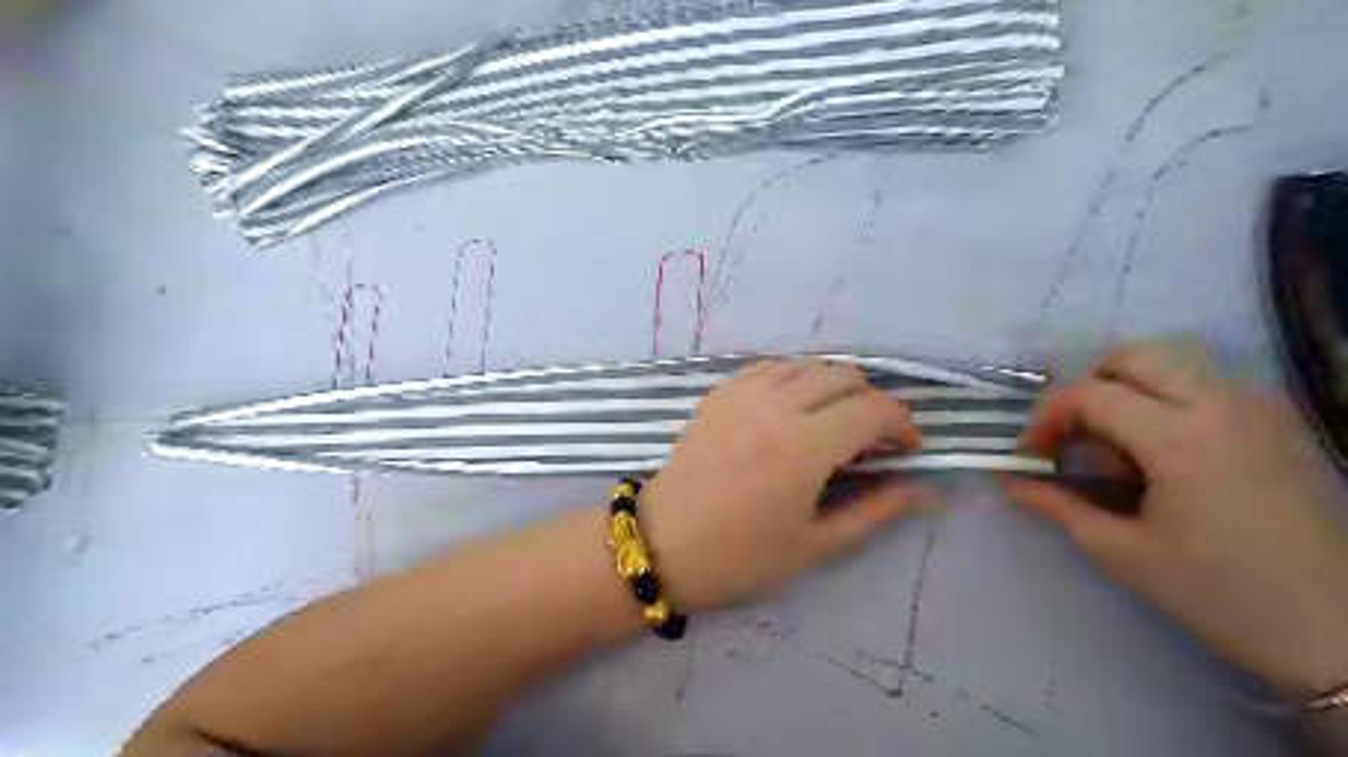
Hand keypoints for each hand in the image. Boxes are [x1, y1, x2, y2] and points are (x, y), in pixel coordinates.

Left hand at [639, 358, 928, 610]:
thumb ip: (875, 511)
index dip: (902, 424)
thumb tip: (925, 491)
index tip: (907, 449)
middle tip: (871, 439)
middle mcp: (776, 406)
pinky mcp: (719, 393)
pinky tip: (792, 404)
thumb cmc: (740, 557)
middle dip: (871, 402)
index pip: (873, 410)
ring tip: (834, 419)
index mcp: (804, 446)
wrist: (661, 545)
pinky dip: (794, 377)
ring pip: (807, 364)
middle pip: (845, 377)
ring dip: (834, 384)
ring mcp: (742, 393)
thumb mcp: (814, 545)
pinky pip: (769, 367)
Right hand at [1004, 342, 1347, 698]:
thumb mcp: (1122, 553)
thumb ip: (1058, 506)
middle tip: (1071, 434)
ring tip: (1112, 440)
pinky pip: (1204, 381)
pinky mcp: (1274, 423)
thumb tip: (1009, 481)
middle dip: (1086, 387)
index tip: (1031, 455)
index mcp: (1181, 440)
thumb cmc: (1220, 595)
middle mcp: (1222, 406)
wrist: (1337, 632)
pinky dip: (1163, 396)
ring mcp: (1256, 409)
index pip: (1090, 395)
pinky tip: (1158, 448)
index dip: (1046, 418)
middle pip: (1133, 356)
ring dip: (1125, 386)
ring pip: (1172, 360)